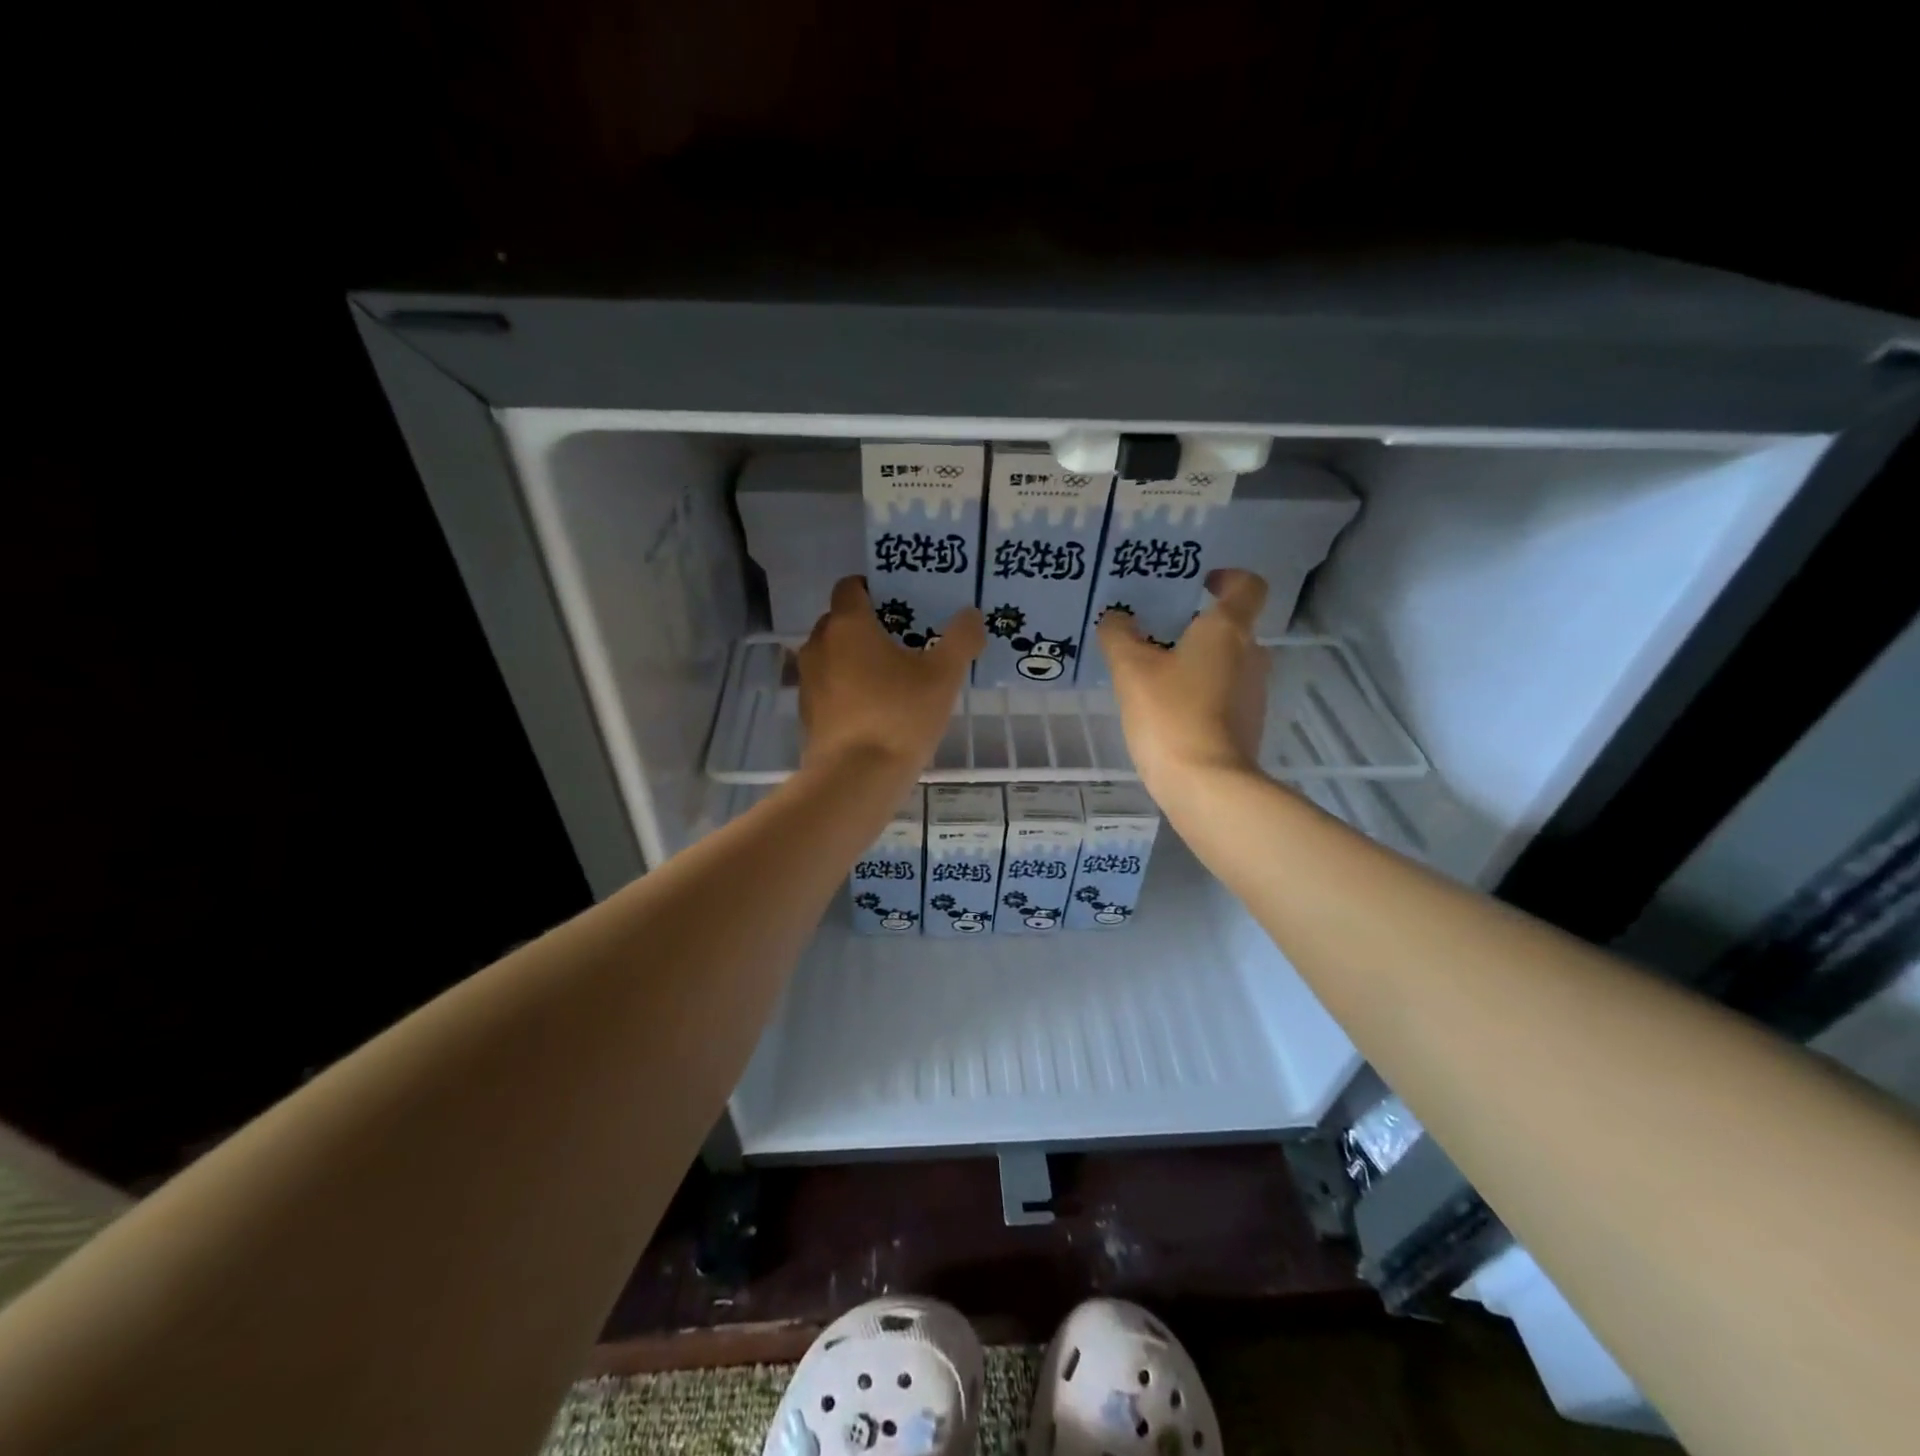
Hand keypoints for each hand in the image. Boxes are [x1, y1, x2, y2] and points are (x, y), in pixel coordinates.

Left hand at [797, 577, 984, 774]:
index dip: (874, 588)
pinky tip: (875, 708)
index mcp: (848, 625)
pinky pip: (828, 686)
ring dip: (856, 658)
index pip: (850, 586)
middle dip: (868, 625)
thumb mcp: (944, 676)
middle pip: (840, 621)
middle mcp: (819, 645)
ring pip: (832, 655)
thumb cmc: (899, 716)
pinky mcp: (807, 712)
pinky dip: (847, 688)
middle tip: (904, 639)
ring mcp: (808, 680)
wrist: (854, 778)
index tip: (901, 603)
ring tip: (891, 676)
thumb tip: (971, 615)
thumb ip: (960, 639)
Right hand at [1098, 568, 1269, 795]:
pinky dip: (1200, 696)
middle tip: (1157, 636)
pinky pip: (1223, 696)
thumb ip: (1119, 636)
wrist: (1207, 785)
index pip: (1247, 585)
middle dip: (1197, 628)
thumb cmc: (1171, 714)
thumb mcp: (1131, 669)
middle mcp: (1251, 655)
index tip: (1200, 584)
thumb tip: (1116, 618)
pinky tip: (1168, 713)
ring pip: (1226, 664)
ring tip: (1155, 678)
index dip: (1227, 578)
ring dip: (1197, 664)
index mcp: (1228, 629)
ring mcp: (1254, 694)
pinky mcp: (1247, 726)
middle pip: (1231, 628)